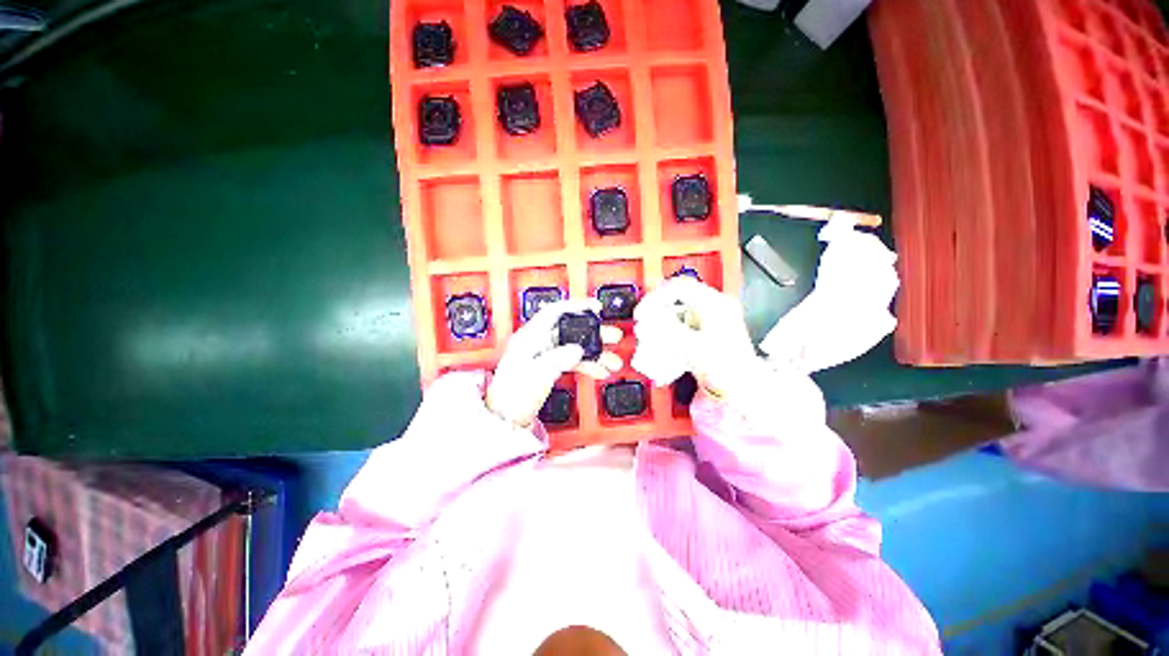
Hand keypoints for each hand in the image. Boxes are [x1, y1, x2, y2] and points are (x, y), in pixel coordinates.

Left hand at [486, 299, 622, 426]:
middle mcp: (538, 342)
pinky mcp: (549, 367)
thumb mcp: (536, 374)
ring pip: (576, 347)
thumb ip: (558, 358)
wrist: (505, 417)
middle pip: (571, 330)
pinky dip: (587, 365)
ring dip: (596, 353)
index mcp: (530, 337)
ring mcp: (545, 355)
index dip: (577, 306)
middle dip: (595, 334)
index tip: (596, 308)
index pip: (555, 312)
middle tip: (613, 337)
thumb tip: (577, 349)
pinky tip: (600, 371)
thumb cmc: (512, 395)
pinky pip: (573, 361)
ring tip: (613, 361)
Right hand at [632, 277, 756, 397]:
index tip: (642, 312)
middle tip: (644, 319)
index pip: (678, 287)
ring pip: (681, 306)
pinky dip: (671, 325)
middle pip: (679, 294)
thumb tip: (647, 318)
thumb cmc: (725, 369)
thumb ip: (667, 330)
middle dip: (658, 306)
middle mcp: (716, 305)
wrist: (744, 387)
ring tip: (651, 330)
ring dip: (663, 316)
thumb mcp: (691, 348)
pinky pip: (685, 318)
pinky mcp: (710, 327)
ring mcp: (714, 315)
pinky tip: (665, 338)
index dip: (656, 297)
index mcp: (715, 304)